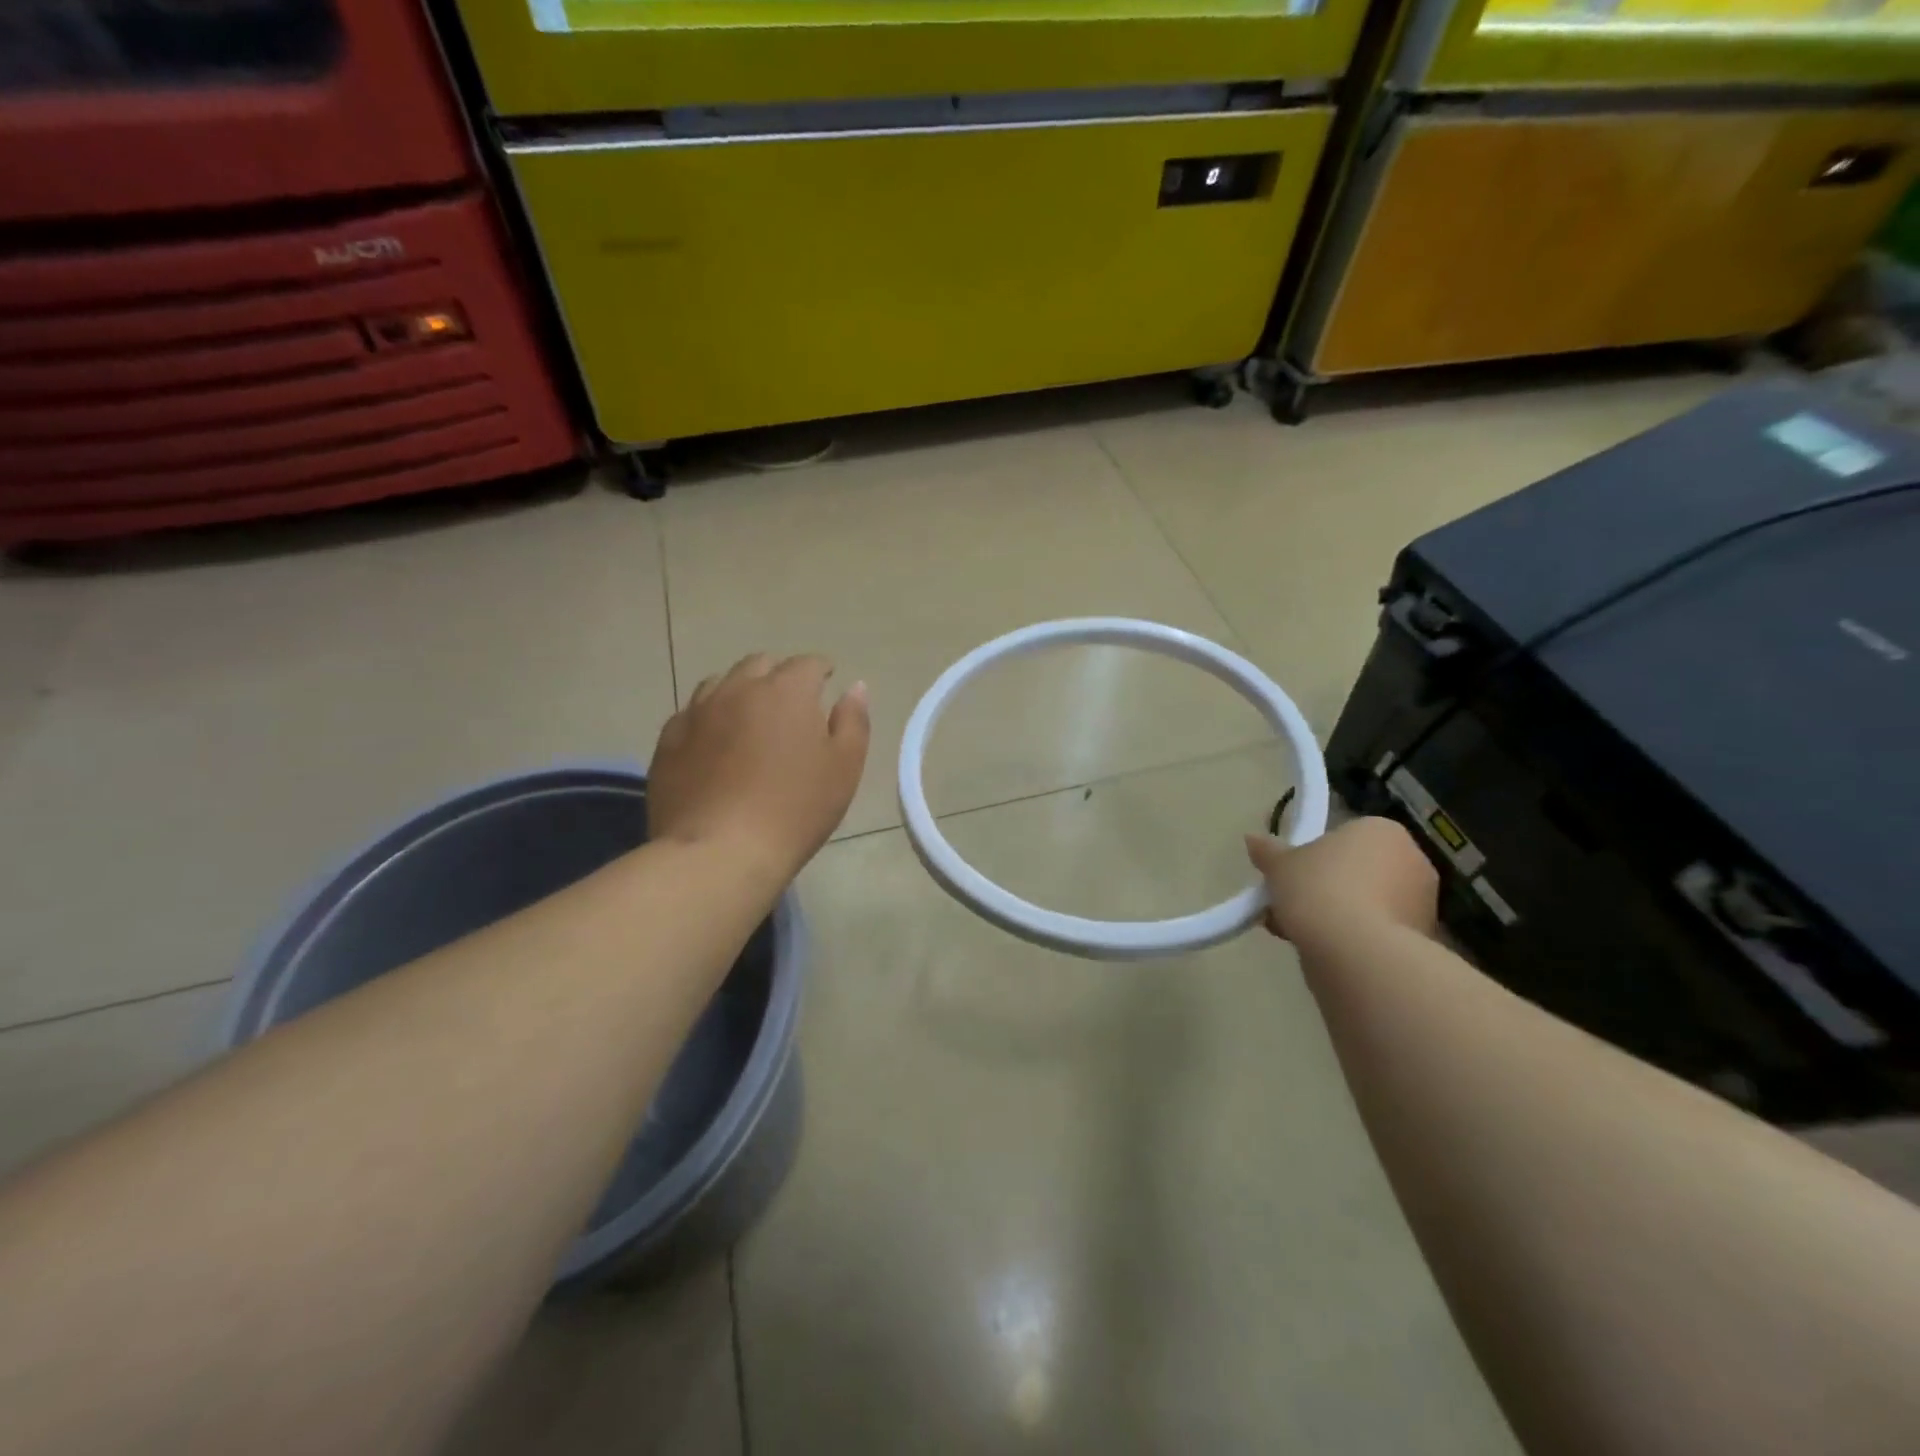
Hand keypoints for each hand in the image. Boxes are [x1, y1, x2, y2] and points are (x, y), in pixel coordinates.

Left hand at [649, 654, 870, 880]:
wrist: (719, 852)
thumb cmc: (795, 810)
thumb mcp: (844, 768)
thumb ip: (853, 722)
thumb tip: (855, 687)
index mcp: (786, 691)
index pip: (808, 664)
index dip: (822, 669)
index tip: (828, 681)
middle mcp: (738, 689)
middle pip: (760, 665)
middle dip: (779, 674)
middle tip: (791, 701)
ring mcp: (697, 712)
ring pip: (720, 684)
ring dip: (740, 691)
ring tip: (750, 717)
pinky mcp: (668, 740)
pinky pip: (691, 714)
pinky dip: (709, 718)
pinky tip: (714, 743)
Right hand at [1244, 816, 1438, 944]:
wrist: (1357, 952)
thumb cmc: (1319, 889)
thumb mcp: (1280, 865)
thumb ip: (1268, 851)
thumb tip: (1253, 839)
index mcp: (1382, 831)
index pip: (1346, 837)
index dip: (1315, 856)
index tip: (1293, 875)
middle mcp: (1413, 860)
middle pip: (1358, 870)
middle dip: (1326, 887)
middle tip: (1291, 904)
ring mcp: (1423, 903)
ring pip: (1367, 903)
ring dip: (1337, 914)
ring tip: (1296, 932)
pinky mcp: (1423, 941)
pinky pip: (1377, 932)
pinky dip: (1353, 939)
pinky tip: (1320, 951)